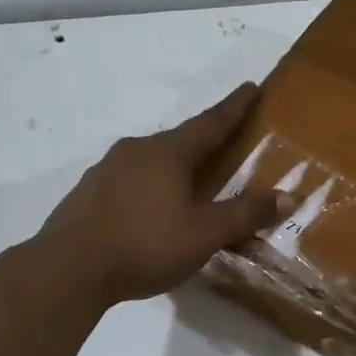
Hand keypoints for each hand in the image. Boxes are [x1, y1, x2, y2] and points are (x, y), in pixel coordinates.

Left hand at [34, 83, 292, 306]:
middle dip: (204, 141)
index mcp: (168, 152)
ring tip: (188, 183)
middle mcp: (136, 150)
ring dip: (173, 166)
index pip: (211, 122)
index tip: (250, 87)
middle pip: (179, 140)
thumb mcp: (204, 234)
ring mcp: (106, 169)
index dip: (235, 106)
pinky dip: (148, 186)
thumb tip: (287, 196)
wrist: (67, 269)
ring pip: (151, 160)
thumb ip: (244, 214)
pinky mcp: (88, 192)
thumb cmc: (144, 245)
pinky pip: (129, 180)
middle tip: (224, 147)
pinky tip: (149, 209)